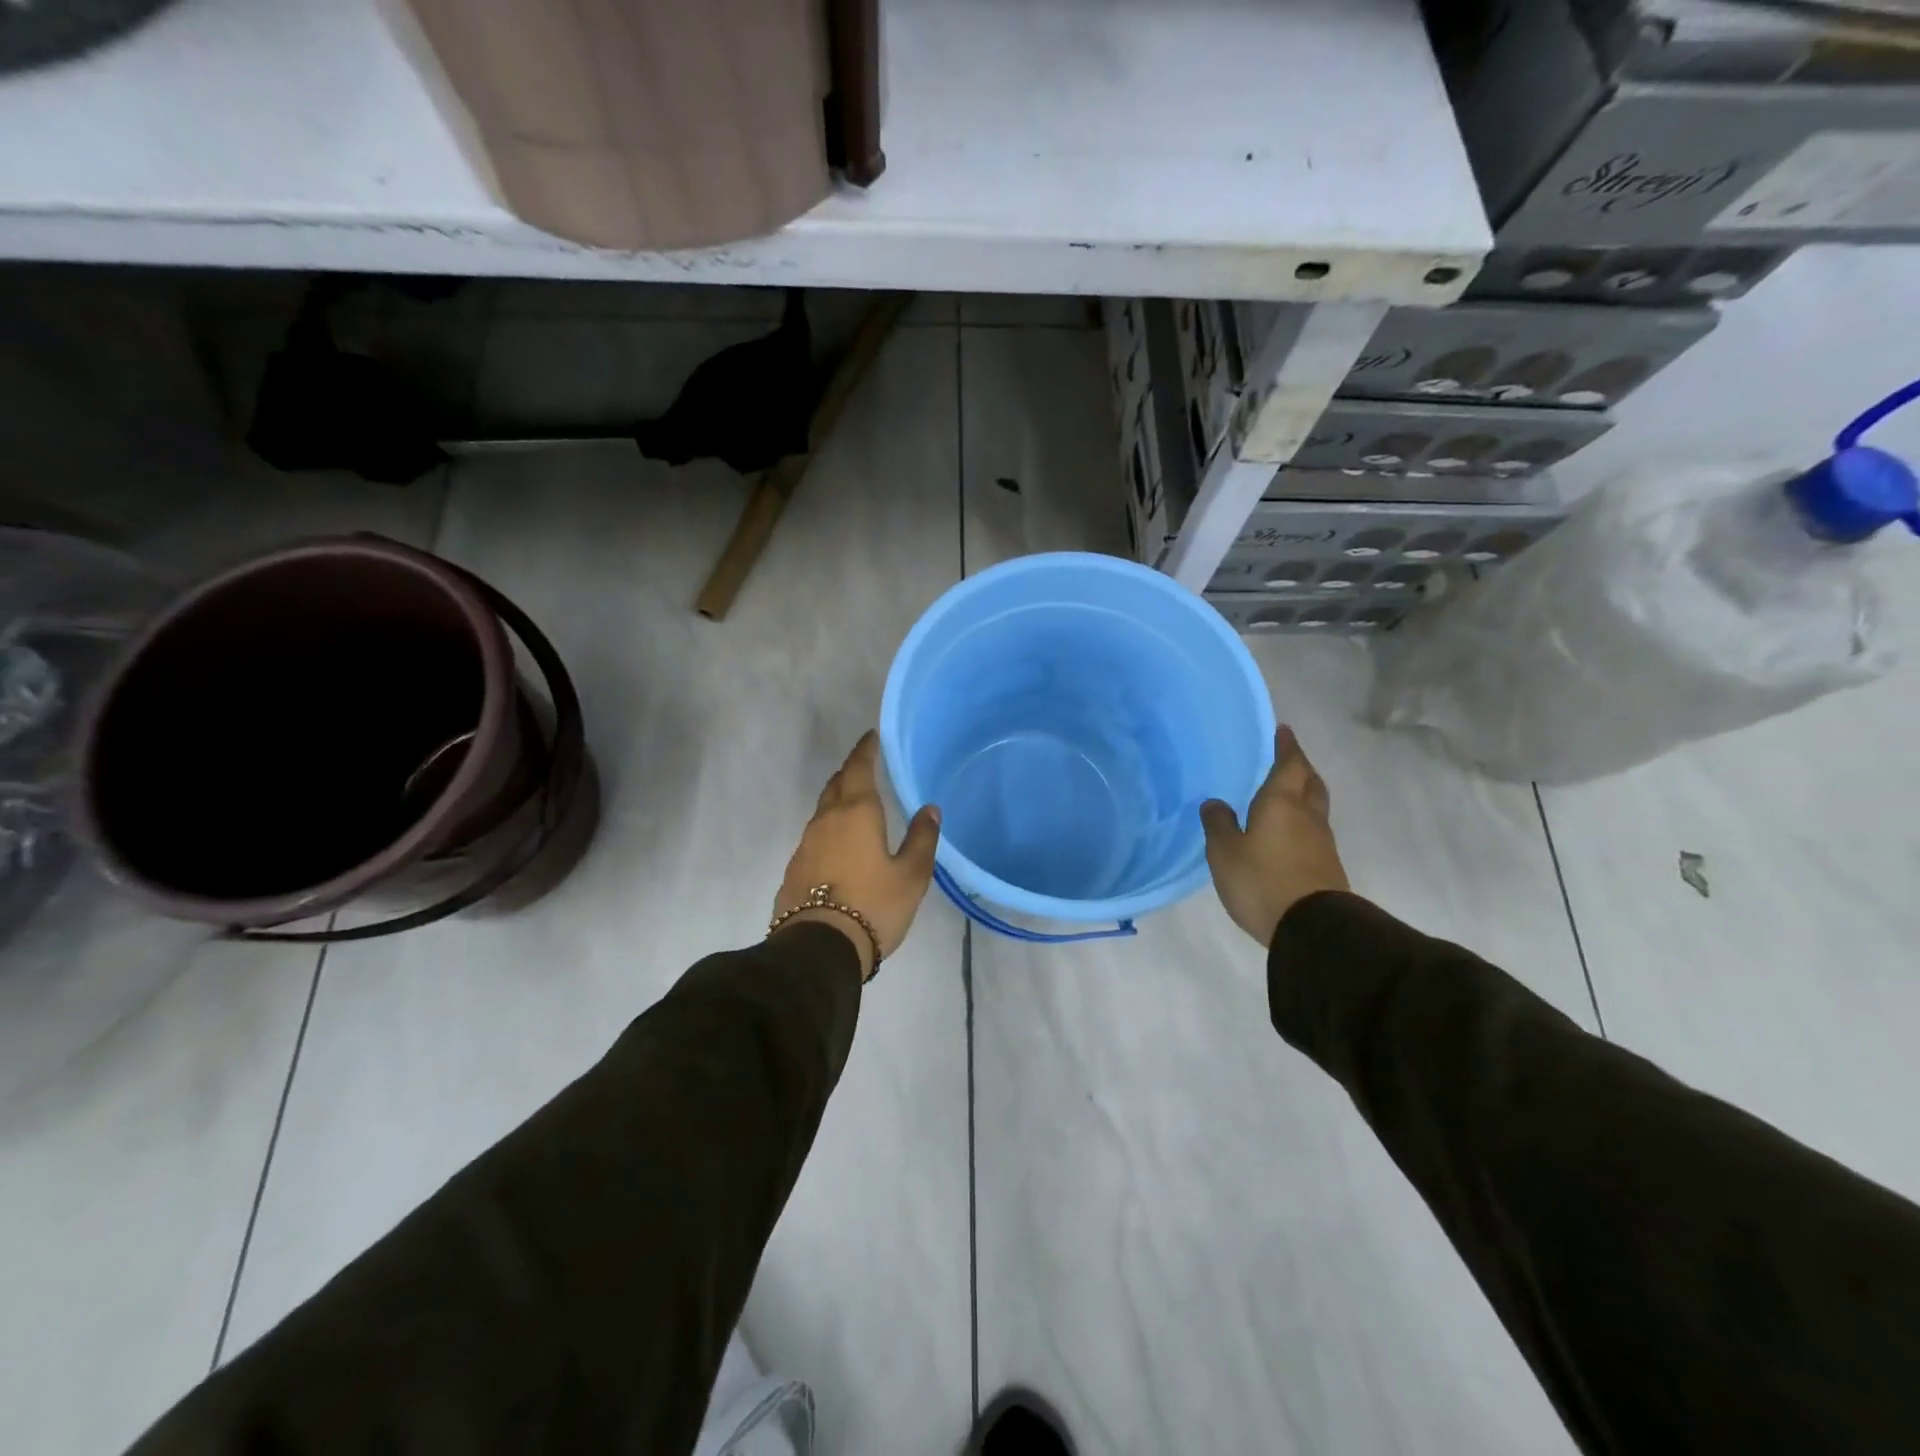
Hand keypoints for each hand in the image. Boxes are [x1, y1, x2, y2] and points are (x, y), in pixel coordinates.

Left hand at [772, 731, 941, 980]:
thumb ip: (922, 839)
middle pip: (836, 785)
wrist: (819, 949)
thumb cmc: (873, 906)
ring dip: (838, 800)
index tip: (872, 737)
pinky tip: (839, 845)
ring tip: (855, 804)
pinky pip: (815, 836)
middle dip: (850, 772)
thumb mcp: (911, 875)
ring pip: (823, 811)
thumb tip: (929, 809)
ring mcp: (806, 845)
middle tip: (865, 767)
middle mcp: (826, 821)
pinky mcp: (795, 869)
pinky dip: (830, 829)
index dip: (865, 750)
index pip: (858, 769)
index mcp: (856, 813)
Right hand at [1201, 726, 1349, 948]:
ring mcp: (1321, 841)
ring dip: (1303, 794)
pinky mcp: (1326, 865)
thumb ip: (1218, 824)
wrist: (1312, 927)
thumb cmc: (1262, 880)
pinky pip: (1313, 830)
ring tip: (1283, 794)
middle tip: (1286, 759)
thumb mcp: (1225, 852)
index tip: (1282, 730)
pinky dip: (1301, 821)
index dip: (1286, 746)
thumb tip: (1215, 803)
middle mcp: (1306, 815)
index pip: (1289, 763)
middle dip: (1300, 767)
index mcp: (1282, 802)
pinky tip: (1286, 832)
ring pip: (1314, 806)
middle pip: (1310, 781)